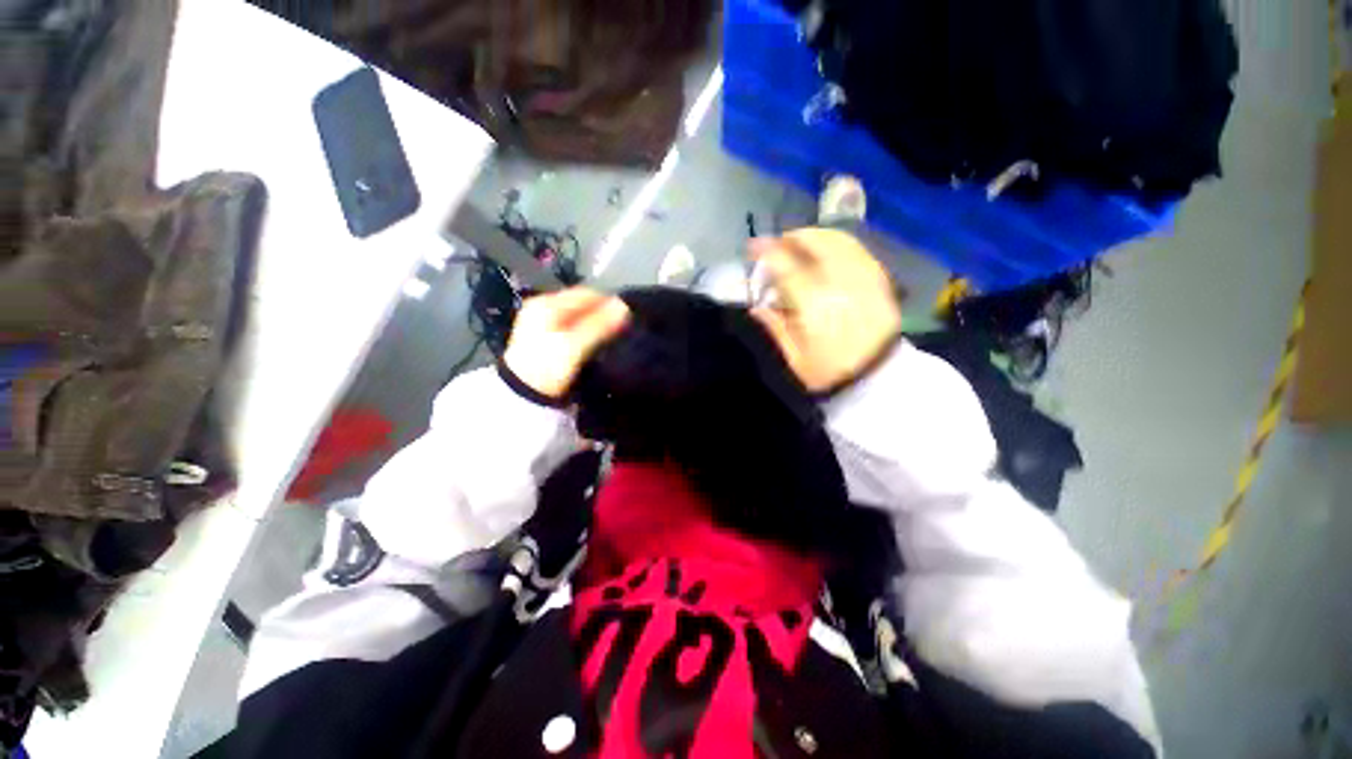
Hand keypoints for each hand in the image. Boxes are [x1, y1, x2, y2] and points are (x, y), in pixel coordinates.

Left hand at [503, 288, 630, 398]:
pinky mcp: (544, 338)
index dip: (608, 303)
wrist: (522, 394)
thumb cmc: (548, 366)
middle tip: (621, 328)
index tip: (627, 317)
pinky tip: (594, 344)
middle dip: (601, 314)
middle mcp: (542, 307)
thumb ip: (599, 325)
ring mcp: (541, 323)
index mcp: (547, 303)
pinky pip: (571, 328)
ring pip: (577, 317)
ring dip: (594, 324)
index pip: (586, 294)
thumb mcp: (575, 345)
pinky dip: (585, 333)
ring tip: (611, 337)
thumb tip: (624, 307)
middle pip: (581, 304)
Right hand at [750, 228, 901, 392]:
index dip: (768, 252)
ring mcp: (864, 281)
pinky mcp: (880, 283)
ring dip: (818, 235)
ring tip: (802, 241)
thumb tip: (755, 308)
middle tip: (778, 242)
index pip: (788, 268)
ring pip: (841, 242)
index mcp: (815, 307)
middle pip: (818, 244)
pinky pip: (859, 252)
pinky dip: (840, 244)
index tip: (753, 246)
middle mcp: (841, 286)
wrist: (877, 380)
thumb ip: (775, 329)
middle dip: (794, 237)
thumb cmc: (830, 373)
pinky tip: (830, 250)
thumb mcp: (794, 359)